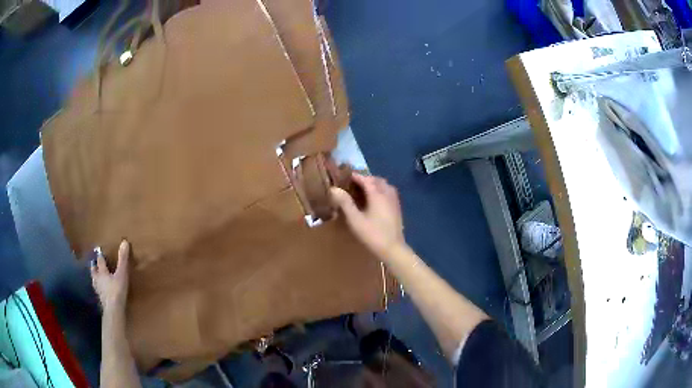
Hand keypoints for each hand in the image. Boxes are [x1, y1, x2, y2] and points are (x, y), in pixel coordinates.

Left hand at [91, 240, 129, 312]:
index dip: (100, 256)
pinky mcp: (101, 300)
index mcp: (102, 272)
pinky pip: (98, 291)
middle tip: (93, 263)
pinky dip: (98, 288)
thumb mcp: (121, 274)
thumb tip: (124, 241)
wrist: (113, 310)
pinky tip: (101, 291)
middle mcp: (98, 279)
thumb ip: (123, 259)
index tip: (99, 251)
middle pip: (94, 271)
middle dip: (94, 266)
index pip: (100, 261)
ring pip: (94, 281)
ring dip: (95, 277)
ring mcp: (98, 290)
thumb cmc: (117, 290)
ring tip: (95, 276)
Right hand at [330, 173, 404, 258]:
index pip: (365, 179)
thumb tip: (333, 189)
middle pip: (376, 180)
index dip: (354, 176)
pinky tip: (374, 199)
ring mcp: (394, 201)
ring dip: (374, 183)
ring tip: (363, 190)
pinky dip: (381, 190)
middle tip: (352, 183)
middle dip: (365, 179)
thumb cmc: (373, 234)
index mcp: (377, 194)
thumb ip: (345, 203)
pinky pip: (389, 192)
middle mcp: (387, 193)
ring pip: (384, 185)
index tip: (344, 175)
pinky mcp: (397, 208)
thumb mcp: (355, 220)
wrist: (393, 249)